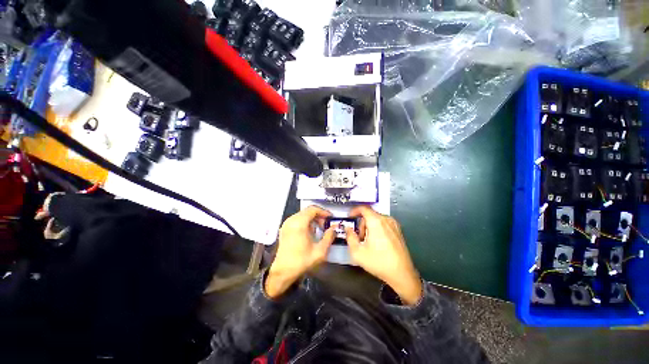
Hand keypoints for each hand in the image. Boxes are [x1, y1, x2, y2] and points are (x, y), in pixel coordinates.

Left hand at [265, 206, 335, 298]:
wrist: (282, 272)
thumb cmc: (301, 261)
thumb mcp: (320, 251)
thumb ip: (329, 237)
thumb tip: (334, 228)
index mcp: (299, 224)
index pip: (313, 209)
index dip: (323, 211)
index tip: (330, 218)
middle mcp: (291, 220)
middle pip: (307, 211)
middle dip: (318, 215)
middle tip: (325, 224)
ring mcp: (286, 224)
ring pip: (302, 214)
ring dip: (312, 219)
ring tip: (319, 229)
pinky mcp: (284, 228)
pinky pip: (297, 219)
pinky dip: (305, 222)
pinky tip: (310, 232)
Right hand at [346, 206, 422, 304]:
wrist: (402, 274)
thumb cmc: (379, 262)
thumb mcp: (358, 252)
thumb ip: (350, 237)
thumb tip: (348, 229)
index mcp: (376, 222)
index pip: (363, 208)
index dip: (354, 210)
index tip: (349, 217)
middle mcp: (386, 220)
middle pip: (369, 215)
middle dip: (361, 224)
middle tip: (359, 237)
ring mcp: (394, 224)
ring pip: (376, 219)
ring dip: (369, 227)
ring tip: (368, 242)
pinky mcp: (398, 230)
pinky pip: (383, 224)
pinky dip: (377, 228)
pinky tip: (377, 242)